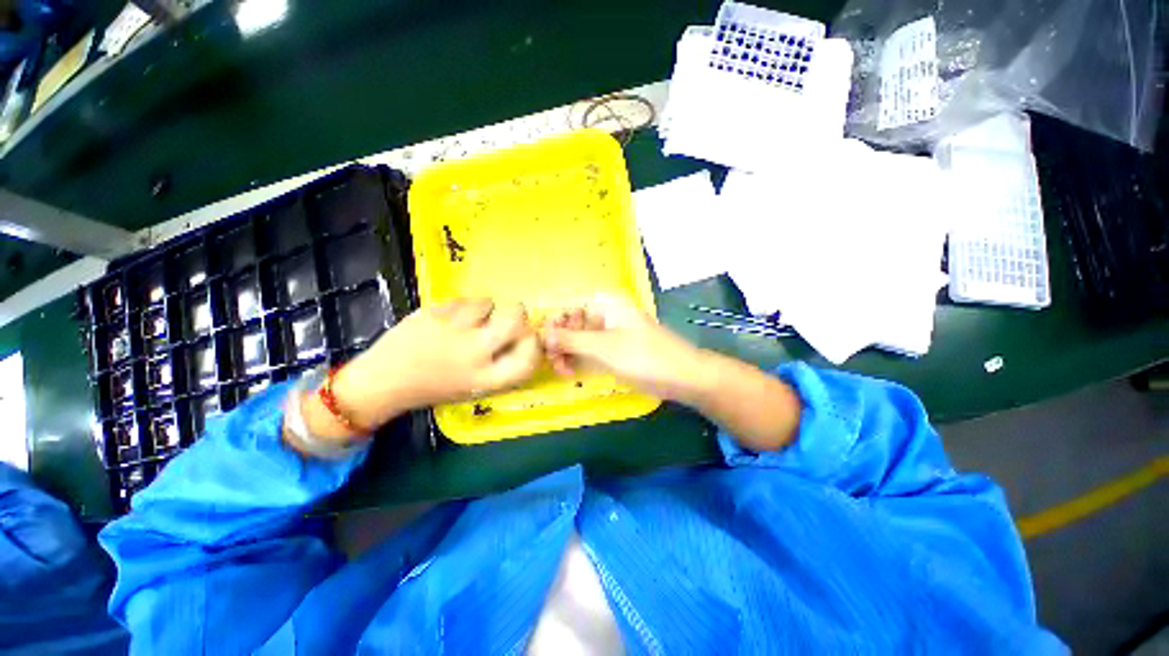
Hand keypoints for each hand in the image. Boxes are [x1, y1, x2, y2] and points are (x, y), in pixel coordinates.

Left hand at [331, 298, 541, 429]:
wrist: (383, 383)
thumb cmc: (434, 388)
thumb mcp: (474, 387)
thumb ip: (500, 366)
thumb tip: (523, 338)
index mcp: (485, 379)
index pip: (528, 357)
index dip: (535, 344)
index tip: (529, 338)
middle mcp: (473, 354)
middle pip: (514, 320)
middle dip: (518, 313)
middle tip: (511, 314)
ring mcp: (452, 331)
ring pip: (487, 303)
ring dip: (486, 307)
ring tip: (473, 317)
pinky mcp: (432, 313)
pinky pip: (461, 301)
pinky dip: (462, 307)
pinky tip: (450, 319)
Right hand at [541, 296, 707, 400]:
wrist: (684, 377)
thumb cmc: (644, 356)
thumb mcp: (604, 347)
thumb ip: (572, 340)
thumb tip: (543, 335)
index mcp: (608, 307)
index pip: (573, 309)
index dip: (557, 323)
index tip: (543, 342)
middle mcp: (609, 318)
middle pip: (577, 326)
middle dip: (561, 342)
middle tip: (552, 361)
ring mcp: (614, 337)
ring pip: (584, 342)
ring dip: (569, 354)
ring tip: (562, 371)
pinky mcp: (619, 354)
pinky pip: (594, 353)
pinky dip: (581, 361)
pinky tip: (571, 372)